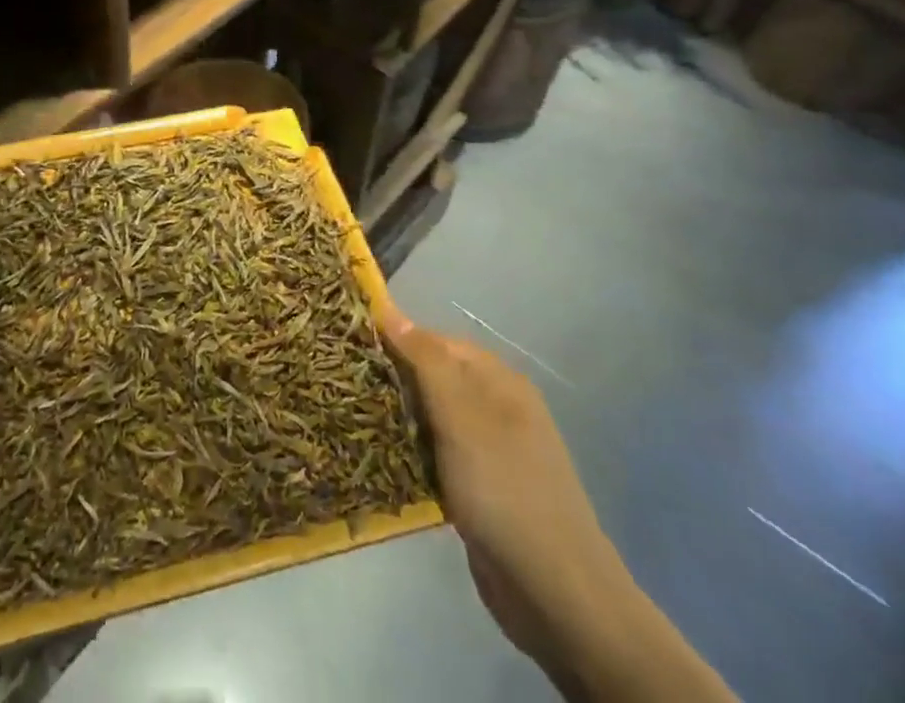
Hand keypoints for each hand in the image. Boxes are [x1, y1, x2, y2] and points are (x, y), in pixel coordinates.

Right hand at [381, 307, 734, 702]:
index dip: (395, 339)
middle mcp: (497, 407)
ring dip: (400, 419)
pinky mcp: (481, 489)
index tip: (351, 346)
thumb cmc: (505, 490)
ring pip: (433, 418)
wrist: (557, 595)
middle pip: (434, 377)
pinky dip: (414, 454)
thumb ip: (425, 360)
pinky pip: (438, 455)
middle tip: (347, 385)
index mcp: (499, 380)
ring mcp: (491, 450)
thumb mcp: (461, 416)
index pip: (436, 340)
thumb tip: (389, 309)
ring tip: (355, 418)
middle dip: (395, 380)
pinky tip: (385, 460)